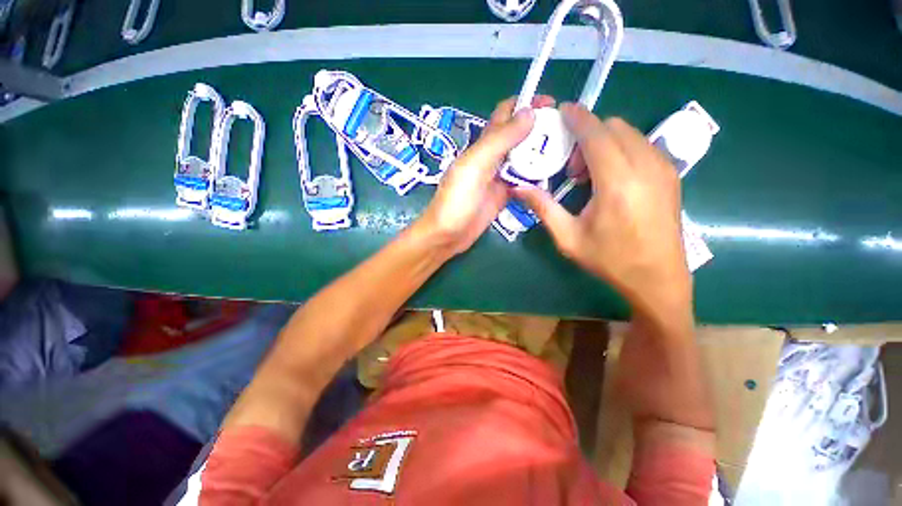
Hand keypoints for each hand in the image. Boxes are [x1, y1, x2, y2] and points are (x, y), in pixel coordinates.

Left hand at [416, 95, 554, 255]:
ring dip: (541, 154)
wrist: (447, 235)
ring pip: (524, 159)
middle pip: (520, 136)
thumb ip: (499, 140)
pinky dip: (537, 177)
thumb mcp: (475, 166)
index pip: (506, 114)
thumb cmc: (456, 200)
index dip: (526, 103)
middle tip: (568, 132)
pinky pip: (523, 181)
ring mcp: (499, 178)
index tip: (553, 104)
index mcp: (483, 145)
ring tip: (567, 152)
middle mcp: (493, 158)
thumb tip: (530, 113)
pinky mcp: (504, 195)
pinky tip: (553, 177)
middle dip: (541, 129)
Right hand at [514, 103, 690, 314]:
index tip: (561, 111)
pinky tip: (612, 178)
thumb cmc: (609, 259)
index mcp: (617, 182)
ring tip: (591, 176)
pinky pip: (642, 145)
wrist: (658, 278)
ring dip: (605, 142)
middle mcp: (645, 166)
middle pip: (613, 127)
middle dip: (588, 136)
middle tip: (573, 169)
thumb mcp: (568, 237)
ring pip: (629, 133)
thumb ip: (542, 207)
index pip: (596, 133)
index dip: (577, 117)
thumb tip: (518, 188)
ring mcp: (663, 168)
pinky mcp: (671, 174)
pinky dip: (621, 149)